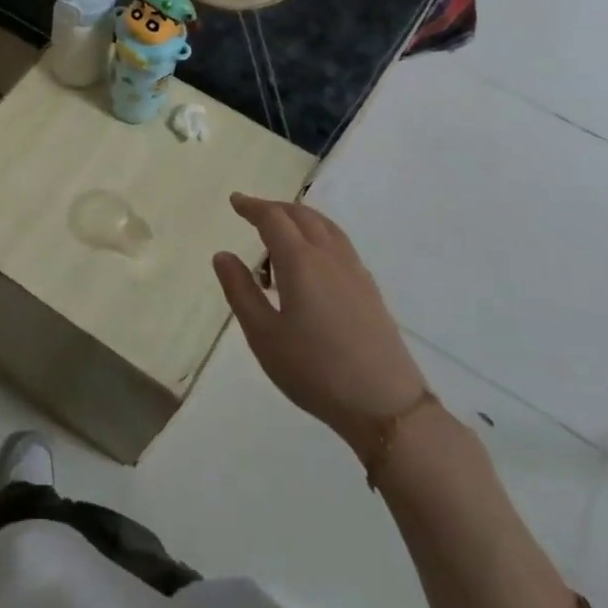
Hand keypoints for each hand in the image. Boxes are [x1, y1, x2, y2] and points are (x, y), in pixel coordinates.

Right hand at [213, 195, 427, 449]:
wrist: (384, 405)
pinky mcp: (370, 290)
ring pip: (326, 227)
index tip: (235, 201)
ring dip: (300, 219)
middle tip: (252, 212)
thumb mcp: (263, 335)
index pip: (273, 220)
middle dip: (275, 208)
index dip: (252, 207)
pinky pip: (339, 244)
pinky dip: (318, 236)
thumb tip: (223, 255)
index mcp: (301, 262)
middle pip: (303, 216)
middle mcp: (330, 257)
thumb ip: (240, 291)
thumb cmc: (313, 370)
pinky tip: (312, 260)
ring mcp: (355, 272)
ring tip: (281, 231)